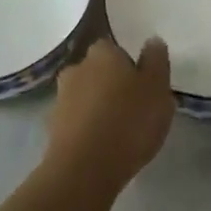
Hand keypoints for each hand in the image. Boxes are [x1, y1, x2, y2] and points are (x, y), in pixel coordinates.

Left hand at [47, 36, 172, 191]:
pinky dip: (88, 129)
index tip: (143, 85)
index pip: (115, 48)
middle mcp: (77, 68)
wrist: (84, 169)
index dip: (129, 65)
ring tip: (120, 132)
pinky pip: (77, 121)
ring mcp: (61, 98)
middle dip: (112, 85)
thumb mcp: (157, 88)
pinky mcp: (53, 128)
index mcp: (102, 52)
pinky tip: (103, 147)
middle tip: (134, 108)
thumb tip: (152, 41)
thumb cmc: (128, 122)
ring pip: (86, 96)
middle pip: (98, 71)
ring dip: (99, 108)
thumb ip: (156, 61)